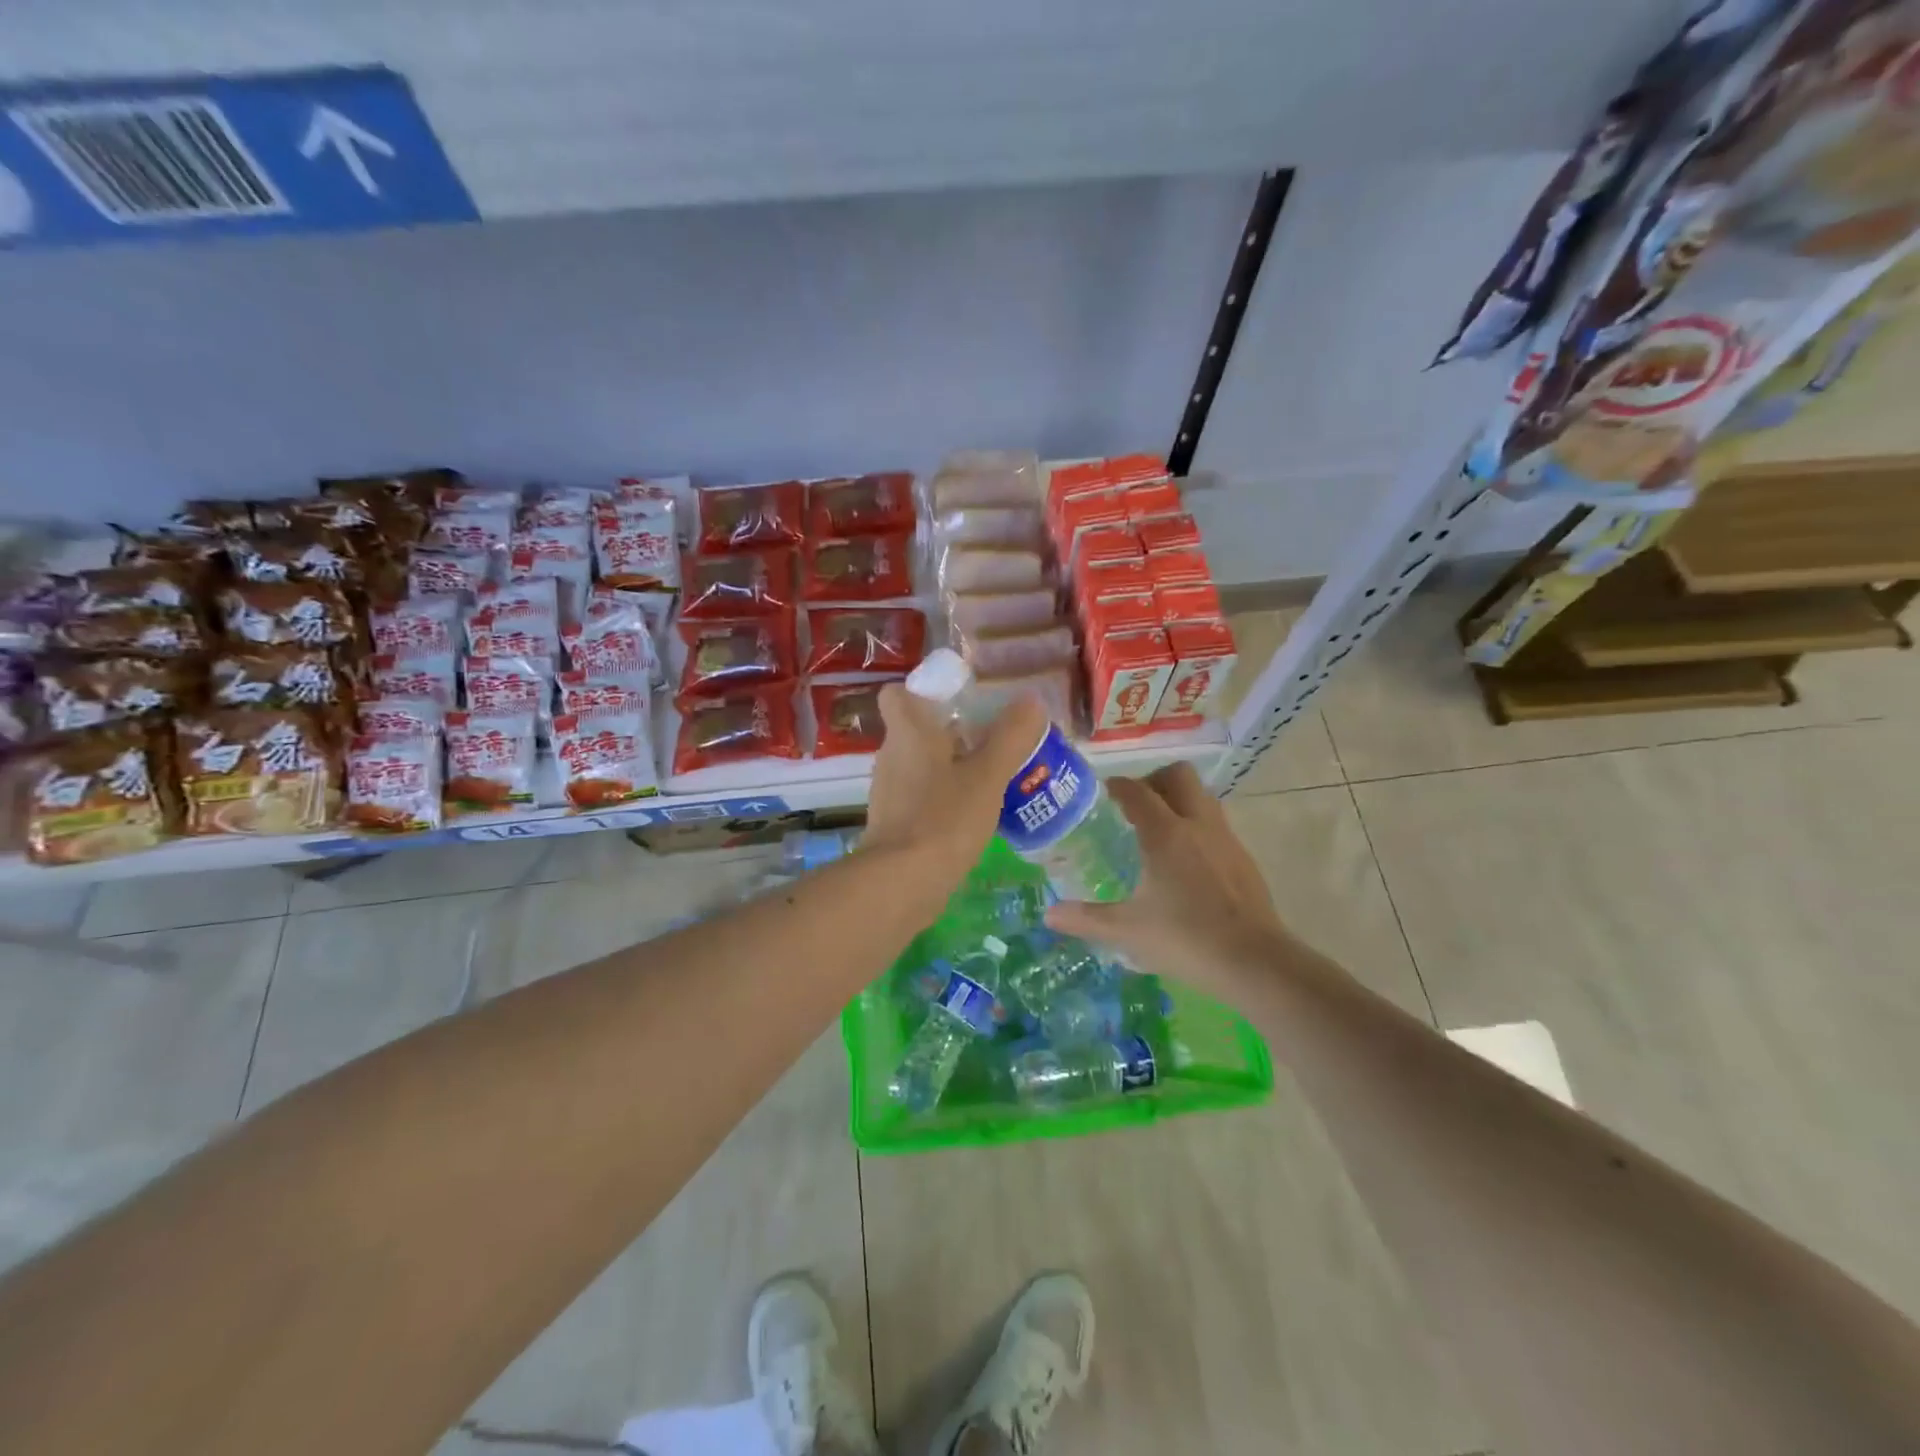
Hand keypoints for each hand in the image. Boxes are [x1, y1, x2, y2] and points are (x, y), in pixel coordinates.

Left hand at [863, 684, 1047, 901]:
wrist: (902, 884)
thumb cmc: (944, 818)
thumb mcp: (988, 775)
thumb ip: (1011, 737)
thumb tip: (1030, 702)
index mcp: (908, 733)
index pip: (897, 694)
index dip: (923, 692)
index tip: (958, 701)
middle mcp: (891, 756)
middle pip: (917, 731)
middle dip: (952, 733)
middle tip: (993, 741)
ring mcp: (889, 793)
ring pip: (921, 767)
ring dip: (951, 768)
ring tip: (993, 779)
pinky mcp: (894, 825)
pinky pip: (922, 798)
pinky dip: (944, 800)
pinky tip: (975, 816)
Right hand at [1044, 763, 1290, 997]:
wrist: (1255, 962)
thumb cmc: (1186, 939)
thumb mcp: (1128, 931)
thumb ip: (1086, 919)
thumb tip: (1048, 915)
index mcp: (1166, 833)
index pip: (1136, 791)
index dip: (1116, 786)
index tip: (1100, 794)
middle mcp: (1197, 824)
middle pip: (1178, 775)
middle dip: (1153, 781)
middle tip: (1133, 807)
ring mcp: (1226, 839)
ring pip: (1201, 797)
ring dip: (1179, 801)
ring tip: (1157, 832)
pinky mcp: (1244, 859)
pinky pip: (1216, 825)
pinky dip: (1197, 828)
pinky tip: (1186, 864)